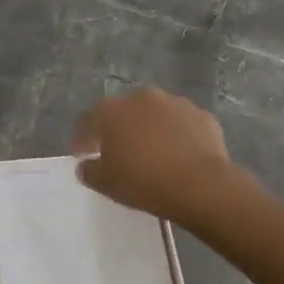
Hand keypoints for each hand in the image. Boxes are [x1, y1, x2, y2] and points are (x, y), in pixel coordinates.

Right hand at [71, 87, 242, 226]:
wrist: (201, 185)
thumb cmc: (144, 182)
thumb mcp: (106, 184)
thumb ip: (89, 172)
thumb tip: (85, 166)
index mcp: (112, 111)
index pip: (88, 121)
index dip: (82, 138)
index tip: (82, 154)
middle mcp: (141, 98)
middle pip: (123, 112)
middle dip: (118, 129)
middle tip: (118, 151)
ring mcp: (175, 103)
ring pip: (154, 114)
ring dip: (149, 128)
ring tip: (152, 152)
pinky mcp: (202, 115)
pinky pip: (182, 124)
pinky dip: (177, 135)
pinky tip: (179, 154)